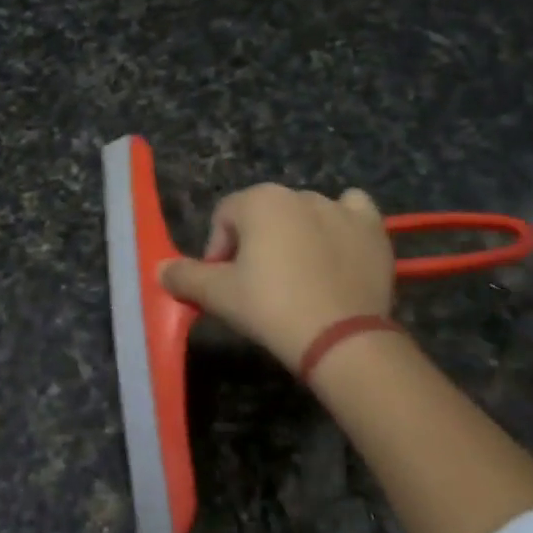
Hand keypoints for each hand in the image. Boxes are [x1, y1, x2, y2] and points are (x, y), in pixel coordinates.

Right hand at [160, 185, 393, 370]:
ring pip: (305, 214)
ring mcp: (340, 209)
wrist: (342, 339)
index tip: (224, 286)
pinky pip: (352, 212)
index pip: (224, 219)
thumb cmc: (271, 307)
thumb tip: (160, 268)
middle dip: (256, 244)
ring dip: (296, 236)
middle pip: (264, 216)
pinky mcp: (372, 229)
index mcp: (260, 200)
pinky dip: (342, 223)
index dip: (218, 252)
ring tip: (299, 278)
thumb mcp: (218, 295)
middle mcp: (299, 193)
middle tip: (259, 286)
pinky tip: (337, 247)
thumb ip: (185, 276)